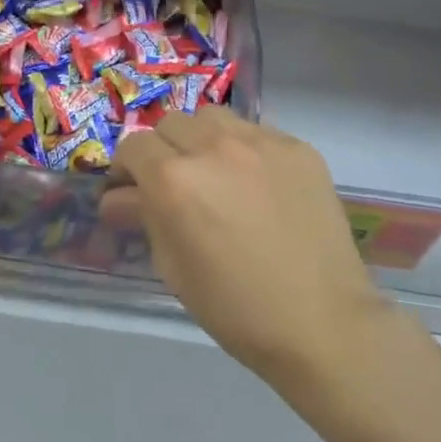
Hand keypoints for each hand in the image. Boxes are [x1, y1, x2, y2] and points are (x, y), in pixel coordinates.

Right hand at [104, 109, 389, 387]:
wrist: (324, 324)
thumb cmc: (235, 307)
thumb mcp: (173, 267)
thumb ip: (144, 217)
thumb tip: (116, 198)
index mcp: (174, 179)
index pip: (133, 146)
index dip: (125, 168)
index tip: (130, 190)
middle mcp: (213, 147)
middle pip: (170, 124)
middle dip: (162, 150)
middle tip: (173, 184)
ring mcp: (260, 142)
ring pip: (212, 118)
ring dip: (201, 139)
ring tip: (214, 172)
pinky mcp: (298, 148)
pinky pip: (256, 131)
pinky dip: (243, 148)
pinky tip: (255, 182)